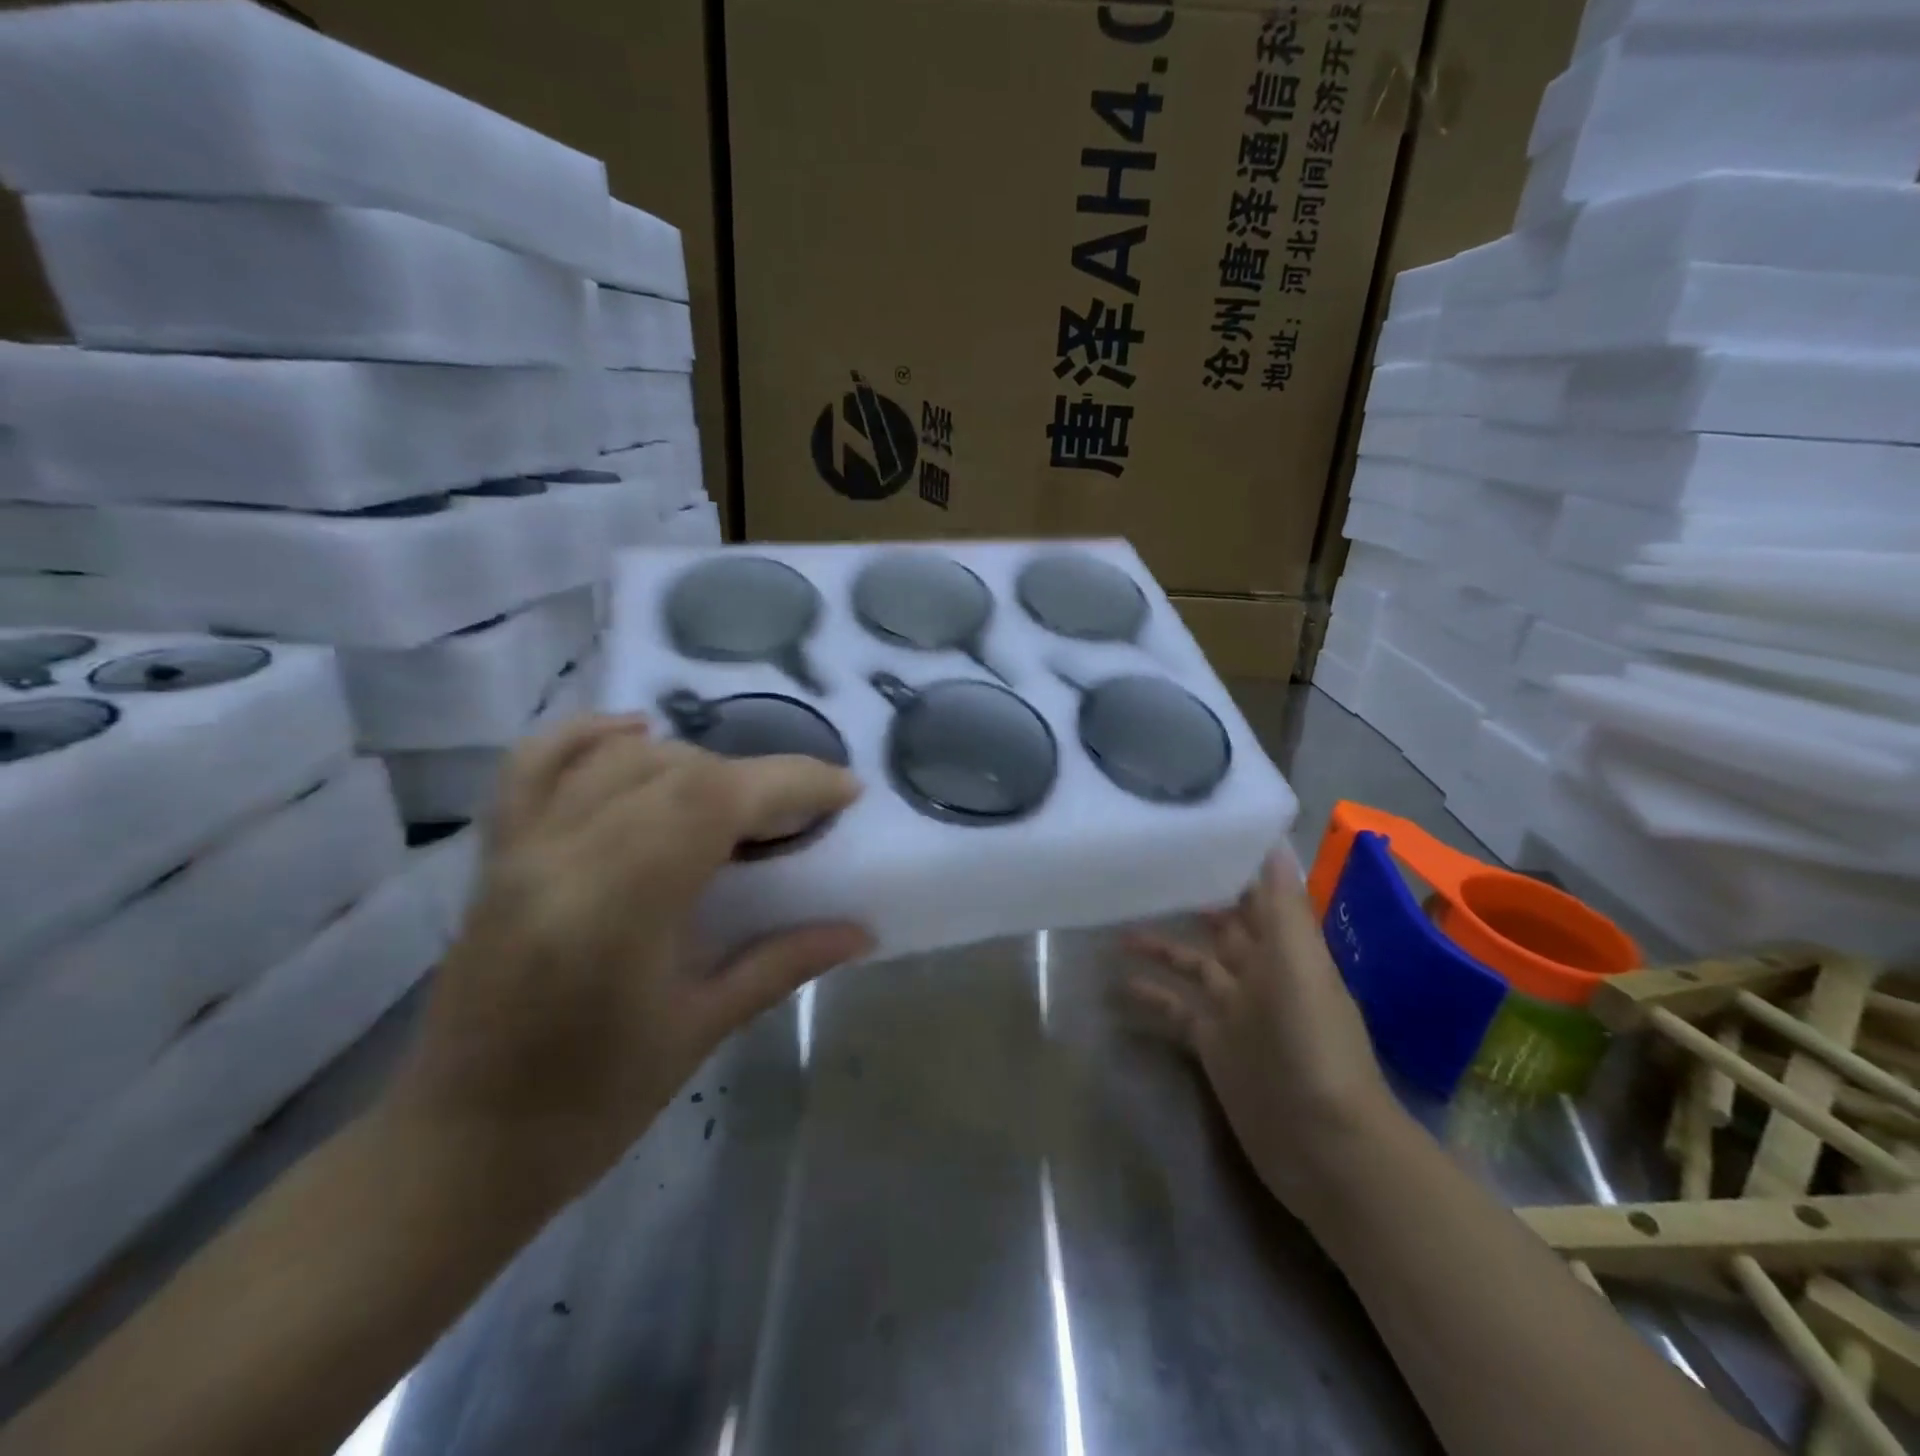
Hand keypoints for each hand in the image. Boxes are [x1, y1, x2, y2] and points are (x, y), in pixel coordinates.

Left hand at [382, 715, 870, 1209]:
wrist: (458, 1149)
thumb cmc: (591, 1106)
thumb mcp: (701, 1032)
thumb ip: (784, 963)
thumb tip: (861, 930)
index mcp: (615, 909)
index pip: (713, 800)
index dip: (789, 781)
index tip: (845, 791)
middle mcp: (561, 858)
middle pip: (677, 770)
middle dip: (757, 778)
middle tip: (801, 814)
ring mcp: (521, 848)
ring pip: (622, 759)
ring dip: (696, 762)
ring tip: (736, 801)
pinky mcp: (498, 852)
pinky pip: (538, 763)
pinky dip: (592, 734)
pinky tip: (640, 734)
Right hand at [1125, 852, 1395, 1211]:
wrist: (1323, 1143)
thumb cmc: (1313, 1043)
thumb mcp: (1300, 964)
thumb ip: (1284, 906)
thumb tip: (1275, 841)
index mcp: (1286, 950)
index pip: (1256, 897)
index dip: (1230, 868)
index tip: (1191, 836)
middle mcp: (1260, 974)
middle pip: (1221, 928)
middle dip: (1190, 902)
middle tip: (1143, 873)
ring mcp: (1234, 1012)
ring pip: (1191, 968)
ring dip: (1160, 948)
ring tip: (1115, 930)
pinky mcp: (1212, 1047)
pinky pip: (1175, 1012)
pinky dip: (1150, 999)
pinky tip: (1116, 987)